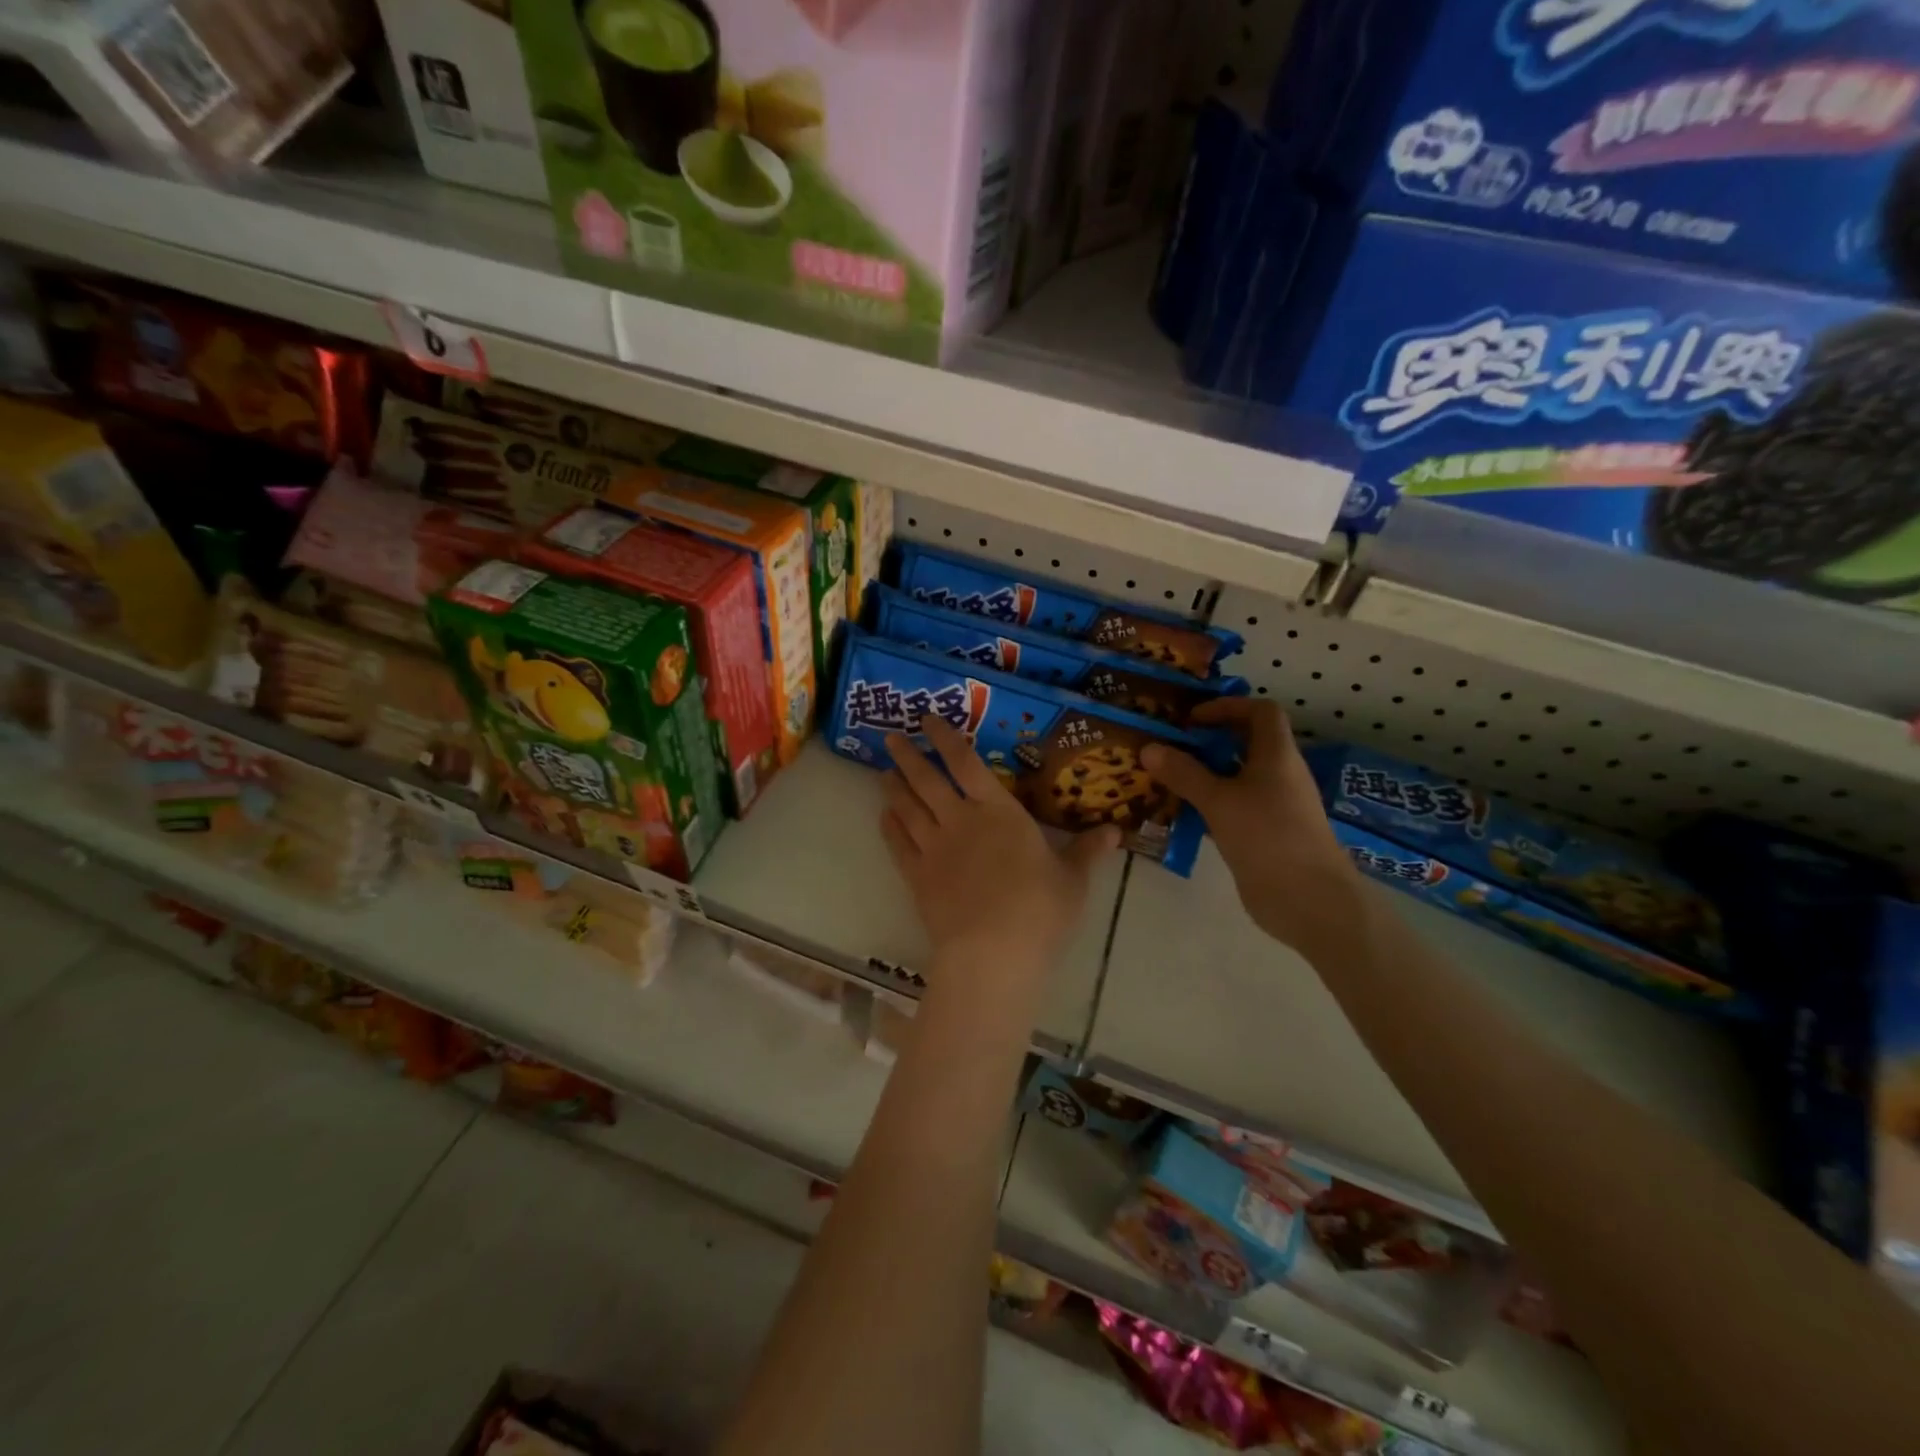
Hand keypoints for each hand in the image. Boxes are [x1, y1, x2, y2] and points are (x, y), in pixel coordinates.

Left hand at [880, 718, 1120, 974]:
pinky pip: (898, 845)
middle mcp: (960, 820)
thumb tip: (1116, 831)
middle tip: (890, 737)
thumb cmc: (1040, 910)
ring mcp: (934, 849)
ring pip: (907, 808)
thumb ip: (1087, 851)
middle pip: (927, 780)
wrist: (993, 952)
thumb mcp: (1072, 879)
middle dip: (908, 756)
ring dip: (894, 787)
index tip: (928, 721)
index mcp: (999, 811)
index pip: (966, 763)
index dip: (946, 738)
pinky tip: (884, 817)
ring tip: (883, 772)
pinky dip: (889, 828)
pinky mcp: (917, 878)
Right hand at [1141, 700, 1359, 953]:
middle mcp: (1278, 775)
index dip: (1228, 706)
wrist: (1308, 900)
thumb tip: (1148, 747)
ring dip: (1203, 775)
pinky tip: (1179, 813)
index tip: (1192, 719)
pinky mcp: (1263, 834)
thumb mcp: (1219, 801)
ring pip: (1234, 778)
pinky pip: (1231, 807)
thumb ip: (1184, 773)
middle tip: (1168, 747)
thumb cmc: (1268, 836)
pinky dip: (1207, 804)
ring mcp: (1272, 806)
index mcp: (1277, 755)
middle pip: (1244, 744)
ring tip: (1164, 778)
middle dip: (1207, 742)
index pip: (1260, 711)